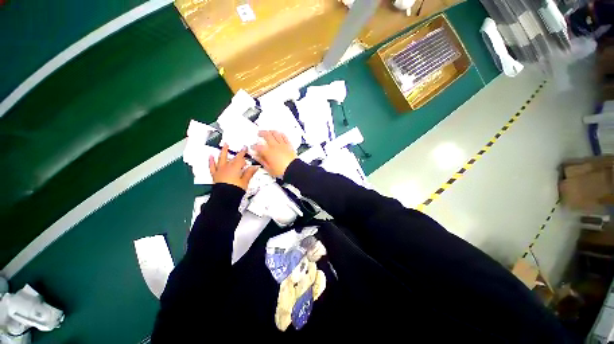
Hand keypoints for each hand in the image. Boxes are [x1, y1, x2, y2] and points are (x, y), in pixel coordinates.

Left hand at [209, 144, 258, 189]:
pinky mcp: (215, 175)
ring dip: (223, 152)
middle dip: (236, 153)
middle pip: (232, 158)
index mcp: (235, 168)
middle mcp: (227, 167)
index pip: (240, 158)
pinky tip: (211, 156)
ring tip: (224, 146)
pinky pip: (212, 166)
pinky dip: (211, 161)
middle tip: (239, 148)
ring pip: (221, 159)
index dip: (243, 152)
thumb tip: (255, 167)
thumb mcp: (245, 181)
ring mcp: (220, 170)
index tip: (245, 148)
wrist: (224, 198)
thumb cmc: (235, 189)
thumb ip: (249, 173)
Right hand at [252, 131, 297, 177]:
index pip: (258, 147)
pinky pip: (285, 137)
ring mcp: (282, 145)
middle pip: (267, 135)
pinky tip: (280, 133)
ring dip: (271, 131)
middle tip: (259, 134)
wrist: (293, 169)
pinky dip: (281, 134)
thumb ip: (262, 161)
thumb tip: (257, 157)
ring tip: (268, 131)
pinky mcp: (289, 145)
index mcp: (268, 152)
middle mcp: (275, 146)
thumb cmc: (282, 170)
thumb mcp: (269, 168)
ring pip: (276, 134)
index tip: (253, 147)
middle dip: (261, 133)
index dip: (254, 146)